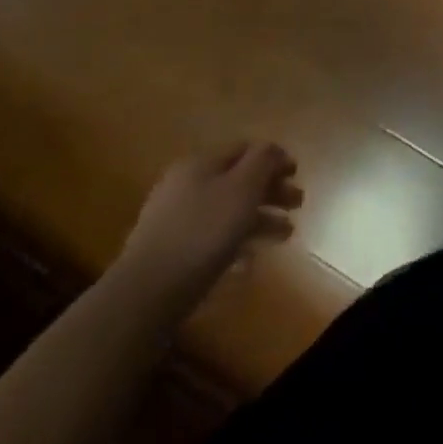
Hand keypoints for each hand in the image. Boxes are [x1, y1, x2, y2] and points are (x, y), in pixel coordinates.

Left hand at [113, 141, 302, 313]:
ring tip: (285, 236)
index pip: (246, 149)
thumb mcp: (243, 187)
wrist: (145, 294)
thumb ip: (263, 161)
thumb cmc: (202, 231)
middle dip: (271, 191)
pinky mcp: (171, 253)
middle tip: (297, 205)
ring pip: (228, 211)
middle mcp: (185, 185)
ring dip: (260, 219)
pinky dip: (235, 243)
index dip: (275, 158)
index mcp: (201, 163)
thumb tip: (272, 149)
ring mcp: (175, 220)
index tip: (297, 175)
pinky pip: (212, 238)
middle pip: (238, 180)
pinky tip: (250, 261)